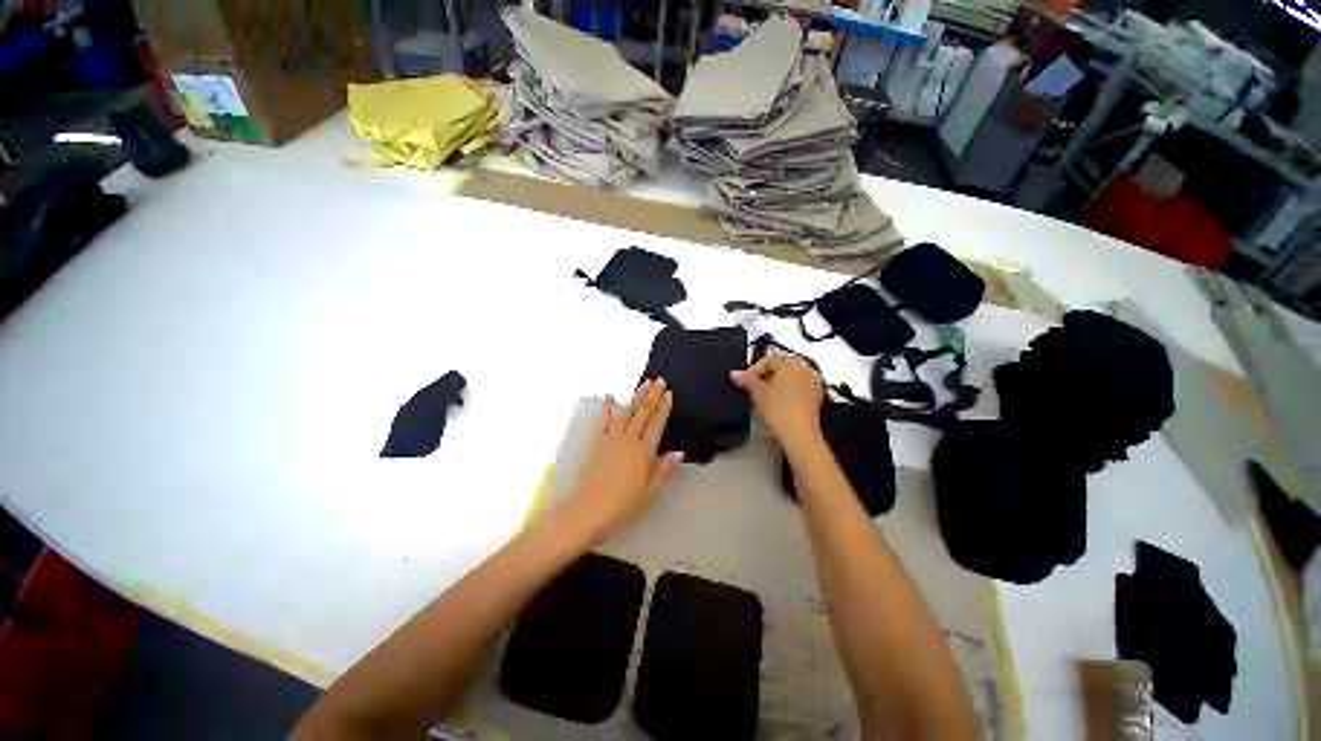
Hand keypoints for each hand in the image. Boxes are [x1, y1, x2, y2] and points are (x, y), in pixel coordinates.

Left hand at [561, 379, 682, 542]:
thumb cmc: (622, 506)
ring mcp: (611, 439)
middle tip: (659, 380)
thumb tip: (679, 452)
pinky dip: (607, 408)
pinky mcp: (598, 443)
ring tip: (644, 383)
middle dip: (652, 396)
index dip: (663, 408)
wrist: (586, 511)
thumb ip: (664, 470)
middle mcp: (628, 440)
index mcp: (643, 452)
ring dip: (636, 397)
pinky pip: (604, 421)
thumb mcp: (649, 493)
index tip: (669, 393)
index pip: (656, 424)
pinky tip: (610, 396)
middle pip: (643, 413)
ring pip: (627, 413)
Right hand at [730, 356, 823, 448]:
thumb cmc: (778, 410)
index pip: (766, 360)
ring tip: (764, 398)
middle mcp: (805, 367)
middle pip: (780, 367)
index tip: (743, 383)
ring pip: (789, 377)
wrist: (799, 434)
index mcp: (790, 361)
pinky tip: (778, 404)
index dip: (752, 371)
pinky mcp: (817, 396)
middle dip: (765, 377)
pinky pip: (798, 387)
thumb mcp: (757, 393)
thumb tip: (735, 374)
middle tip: (752, 390)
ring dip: (776, 384)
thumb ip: (746, 379)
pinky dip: (787, 391)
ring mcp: (814, 381)